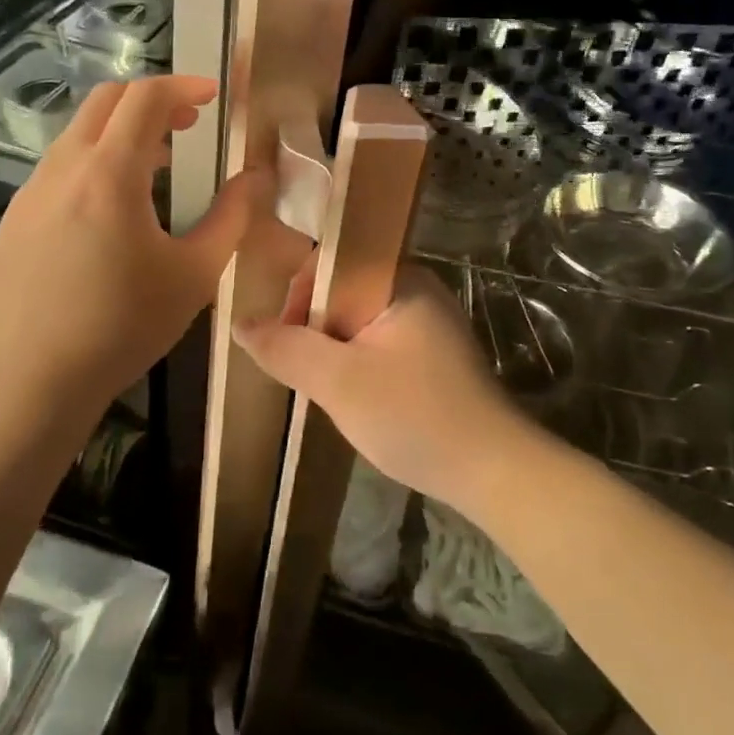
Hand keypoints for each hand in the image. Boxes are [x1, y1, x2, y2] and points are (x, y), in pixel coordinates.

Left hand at [0, 75, 271, 429]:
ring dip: (121, 134)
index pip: (145, 97)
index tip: (213, 95)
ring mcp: (30, 194)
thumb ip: (230, 218)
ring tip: (156, 168)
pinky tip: (111, 213)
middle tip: (188, 124)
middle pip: (105, 102)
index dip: (183, 86)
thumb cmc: (120, 327)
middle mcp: (62, 169)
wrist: (24, 382)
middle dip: (150, 100)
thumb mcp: (193, 275)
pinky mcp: (14, 222)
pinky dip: (94, 164)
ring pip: (78, 136)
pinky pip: (59, 170)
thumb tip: (256, 178)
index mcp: (108, 173)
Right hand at [233, 260, 543, 509]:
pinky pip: (378, 343)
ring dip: (334, 352)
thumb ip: (286, 348)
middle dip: (315, 331)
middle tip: (308, 376)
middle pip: (342, 292)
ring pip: (357, 322)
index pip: (331, 263)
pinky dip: (357, 365)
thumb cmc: (415, 416)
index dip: (298, 297)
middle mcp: (417, 289)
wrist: (493, 471)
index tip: (287, 343)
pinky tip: (358, 400)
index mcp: (400, 279)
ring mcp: (429, 323)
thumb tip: (240, 325)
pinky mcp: (433, 355)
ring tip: (331, 392)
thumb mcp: (338, 382)